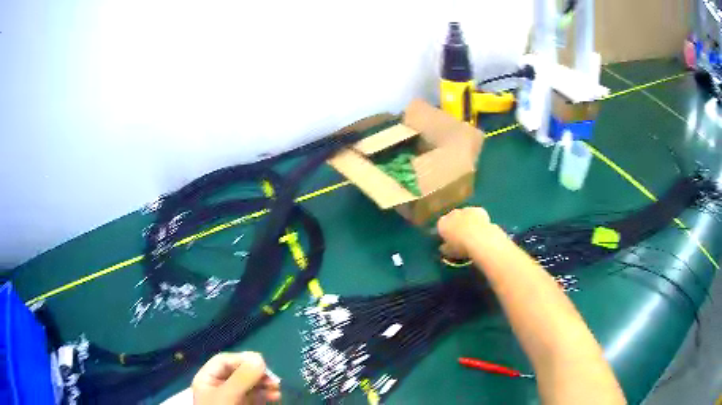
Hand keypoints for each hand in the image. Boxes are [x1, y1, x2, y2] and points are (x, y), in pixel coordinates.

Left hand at [192, 352, 280, 404]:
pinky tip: (276, 396)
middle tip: (272, 378)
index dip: (242, 360)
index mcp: (208, 379)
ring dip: (265, 384)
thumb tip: (260, 358)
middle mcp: (220, 386)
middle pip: (239, 372)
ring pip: (251, 384)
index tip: (261, 364)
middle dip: (257, 373)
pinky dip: (267, 394)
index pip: (224, 361)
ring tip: (277, 388)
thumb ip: (241, 378)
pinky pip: (257, 396)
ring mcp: (234, 397)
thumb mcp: (228, 396)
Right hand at [437, 207, 497, 258]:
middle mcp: (452, 214)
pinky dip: (478, 220)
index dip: (445, 234)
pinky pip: (477, 215)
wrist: (480, 240)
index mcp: (442, 224)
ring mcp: (466, 210)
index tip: (450, 242)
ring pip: (465, 215)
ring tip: (474, 234)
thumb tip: (443, 246)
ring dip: (467, 222)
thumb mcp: (448, 253)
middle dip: (456, 226)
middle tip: (462, 238)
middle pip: (452, 219)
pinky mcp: (479, 210)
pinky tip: (482, 229)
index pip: (441, 227)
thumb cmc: (461, 248)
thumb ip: (444, 248)